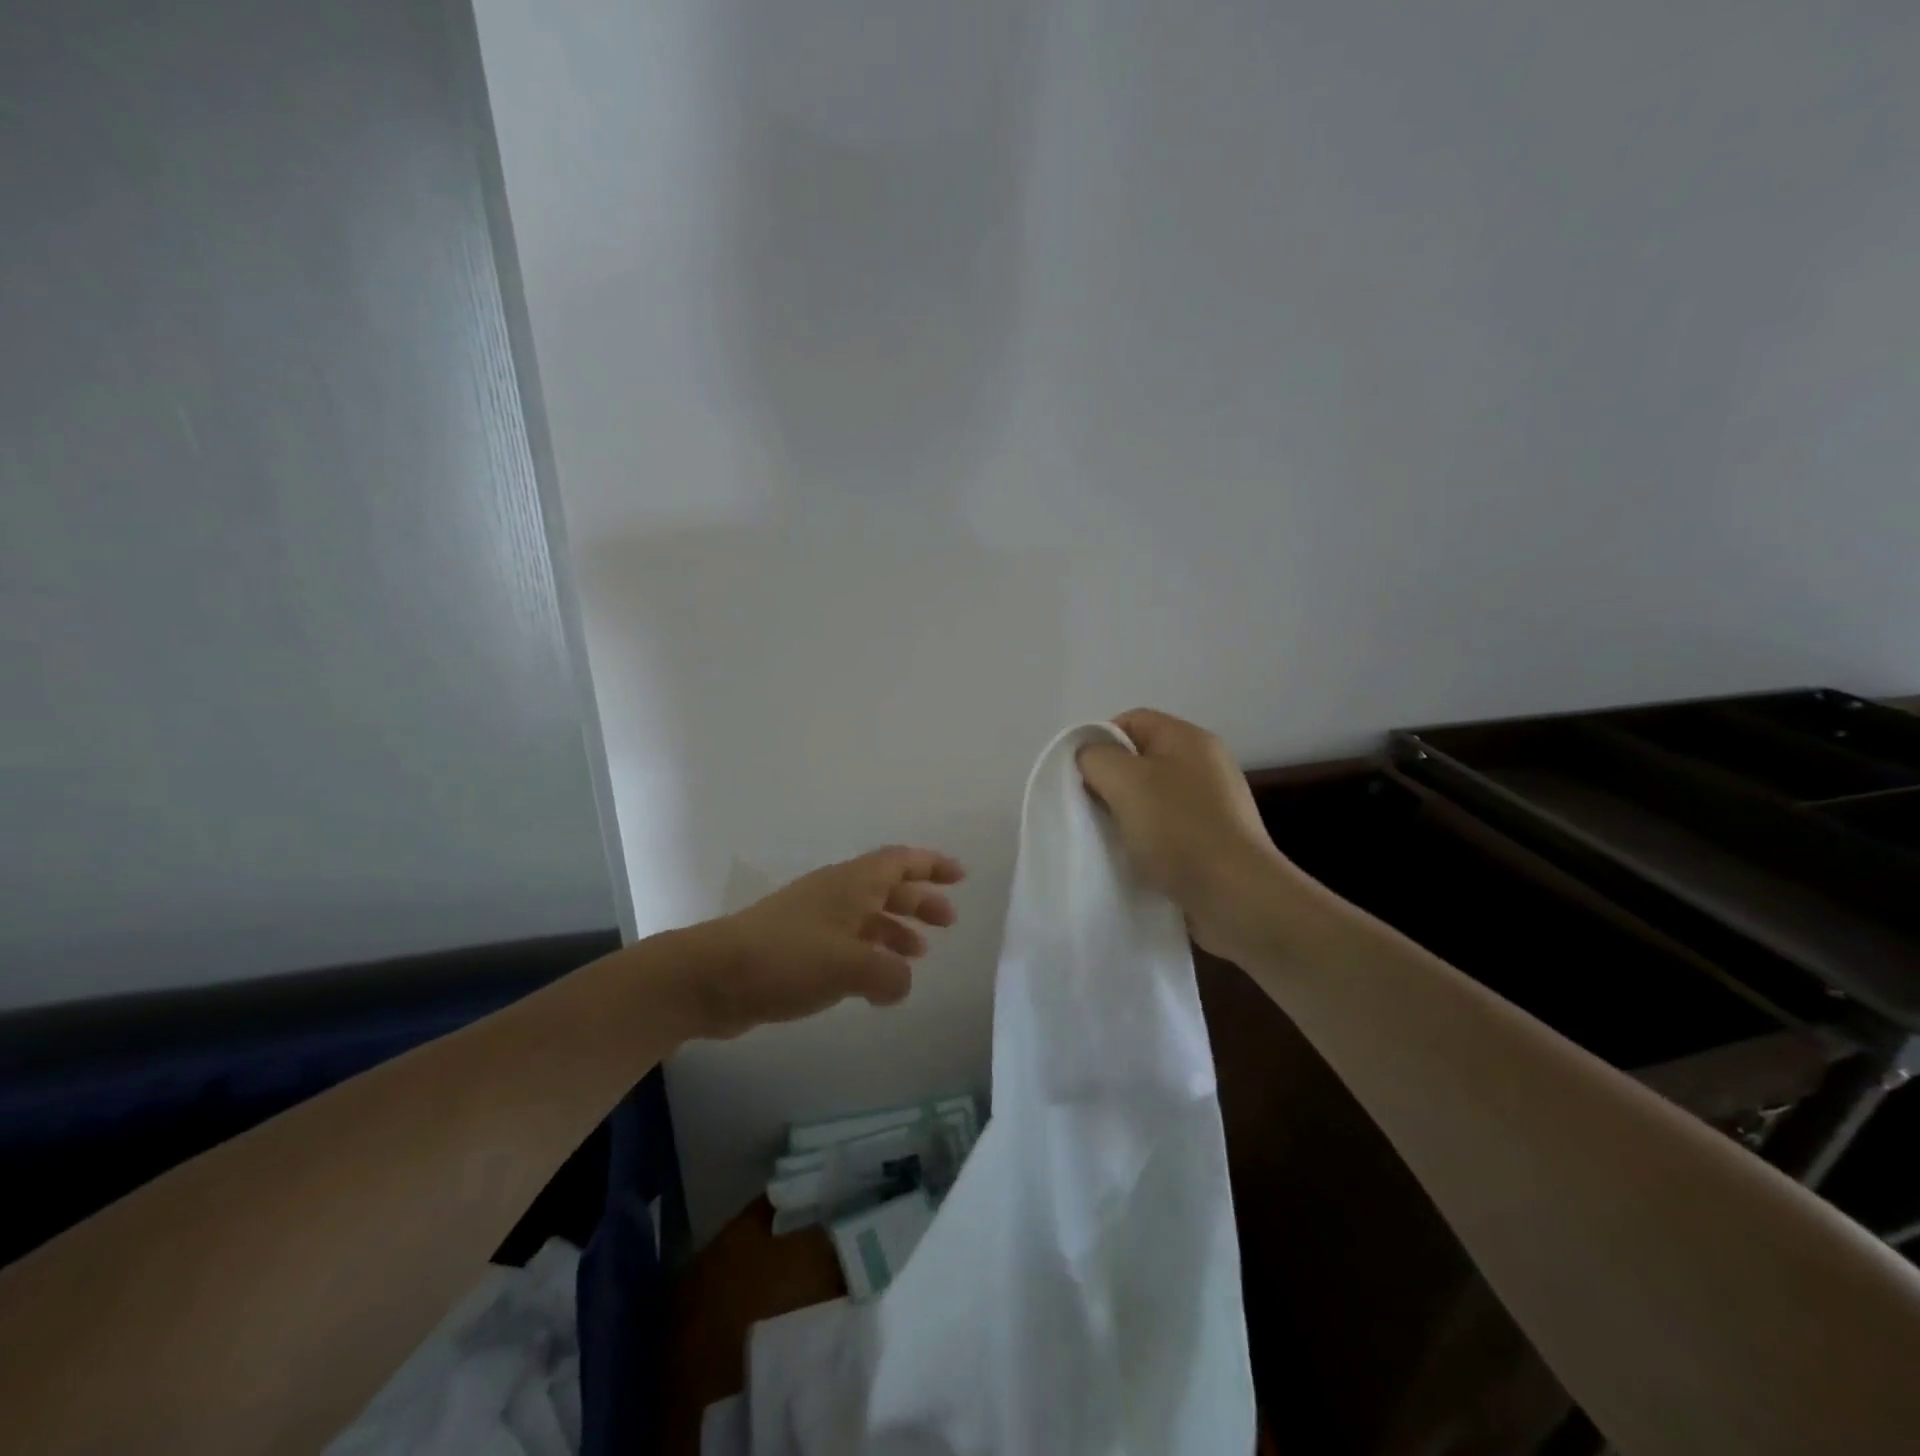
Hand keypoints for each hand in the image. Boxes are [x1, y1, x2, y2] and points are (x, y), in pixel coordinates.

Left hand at [675, 846, 964, 1039]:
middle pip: (887, 887)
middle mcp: (836, 893)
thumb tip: (903, 981)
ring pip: (868, 916)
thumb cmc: (786, 958)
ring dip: (896, 930)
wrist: (713, 976)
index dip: (932, 865)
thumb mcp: (849, 965)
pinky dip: (870, 955)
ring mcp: (814, 920)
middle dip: (920, 900)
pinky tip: (877, 984)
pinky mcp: (798, 948)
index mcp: (851, 883)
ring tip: (920, 954)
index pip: (900, 861)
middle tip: (948, 921)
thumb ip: (889, 974)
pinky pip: (847, 943)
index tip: (960, 876)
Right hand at [1077, 709, 1302, 960]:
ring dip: (1126, 814)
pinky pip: (1168, 828)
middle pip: (1140, 759)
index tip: (1079, 776)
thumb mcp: (1124, 780)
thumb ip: (1096, 758)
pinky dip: (1147, 839)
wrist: (1236, 897)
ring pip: (1152, 797)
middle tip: (1089, 807)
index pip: (1131, 721)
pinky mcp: (1214, 840)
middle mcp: (1205, 764)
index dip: (1099, 741)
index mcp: (1188, 738)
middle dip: (1110, 781)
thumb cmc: (1178, 829)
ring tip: (1109, 837)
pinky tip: (1135, 859)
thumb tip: (1090, 759)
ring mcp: (1213, 804)